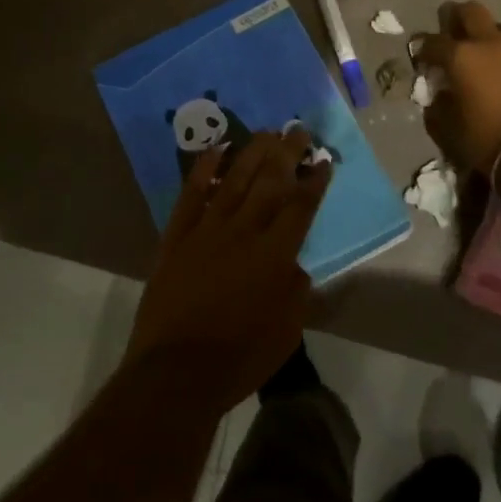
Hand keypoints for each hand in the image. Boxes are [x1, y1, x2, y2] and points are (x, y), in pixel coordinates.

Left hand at [123, 130, 330, 416]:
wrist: (176, 371)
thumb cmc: (239, 358)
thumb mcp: (286, 332)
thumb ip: (296, 292)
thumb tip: (296, 265)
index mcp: (275, 255)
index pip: (301, 207)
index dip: (314, 182)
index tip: (324, 161)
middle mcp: (244, 231)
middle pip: (270, 183)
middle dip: (287, 154)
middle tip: (298, 129)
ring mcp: (207, 229)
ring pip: (234, 180)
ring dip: (252, 152)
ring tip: (266, 131)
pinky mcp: (177, 235)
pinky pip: (192, 193)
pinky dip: (204, 168)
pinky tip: (216, 149)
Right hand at [416, 0, 500, 174]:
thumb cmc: (484, 140)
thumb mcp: (447, 128)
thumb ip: (438, 105)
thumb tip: (441, 95)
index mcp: (461, 56)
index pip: (432, 41)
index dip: (421, 49)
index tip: (420, 58)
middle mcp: (490, 44)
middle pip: (471, 11)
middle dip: (456, 17)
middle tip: (451, 32)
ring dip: (490, 32)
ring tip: (485, 49)